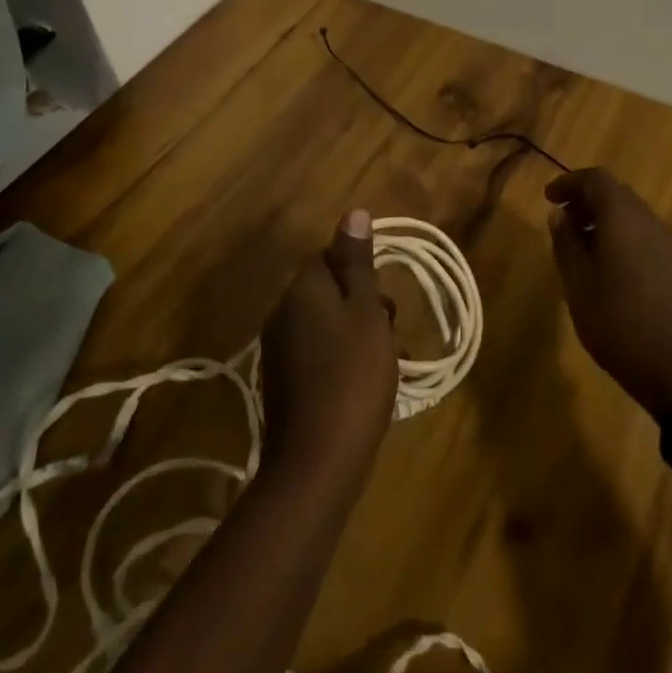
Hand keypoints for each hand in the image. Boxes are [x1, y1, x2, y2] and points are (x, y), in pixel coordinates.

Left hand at [259, 210, 398, 488]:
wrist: (318, 459)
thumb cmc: (353, 375)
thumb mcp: (366, 311)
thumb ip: (358, 262)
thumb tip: (354, 213)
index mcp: (301, 291)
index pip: (328, 257)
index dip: (360, 271)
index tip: (385, 297)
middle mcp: (282, 314)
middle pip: (327, 291)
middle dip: (364, 304)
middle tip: (392, 330)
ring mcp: (279, 351)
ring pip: (326, 324)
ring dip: (358, 333)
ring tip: (389, 360)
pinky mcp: (284, 383)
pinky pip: (318, 354)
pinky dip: (344, 359)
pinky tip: (368, 383)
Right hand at [546, 168, 671, 413]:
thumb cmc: (616, 320)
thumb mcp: (577, 282)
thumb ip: (566, 242)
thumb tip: (559, 215)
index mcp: (623, 217)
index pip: (596, 179)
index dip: (569, 183)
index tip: (548, 198)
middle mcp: (648, 220)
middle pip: (615, 193)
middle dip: (585, 199)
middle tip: (560, 220)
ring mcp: (665, 242)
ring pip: (630, 213)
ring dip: (602, 218)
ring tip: (577, 244)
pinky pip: (641, 233)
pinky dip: (618, 234)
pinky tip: (604, 264)